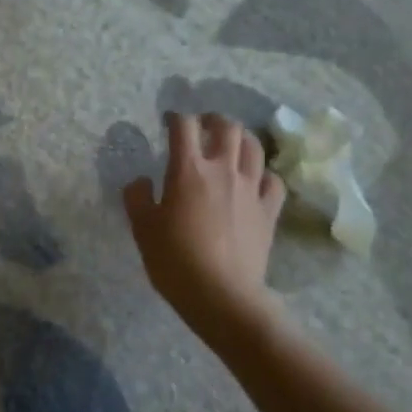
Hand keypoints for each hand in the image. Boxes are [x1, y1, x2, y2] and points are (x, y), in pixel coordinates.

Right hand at [124, 112, 285, 344]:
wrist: (221, 294)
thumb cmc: (175, 261)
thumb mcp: (142, 229)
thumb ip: (137, 198)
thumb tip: (141, 182)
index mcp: (188, 170)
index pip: (183, 127)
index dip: (175, 117)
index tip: (168, 121)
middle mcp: (223, 170)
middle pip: (227, 127)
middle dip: (213, 119)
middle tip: (203, 125)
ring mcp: (251, 189)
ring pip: (254, 147)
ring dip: (242, 138)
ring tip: (232, 143)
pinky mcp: (269, 210)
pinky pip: (273, 181)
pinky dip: (264, 174)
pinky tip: (256, 180)